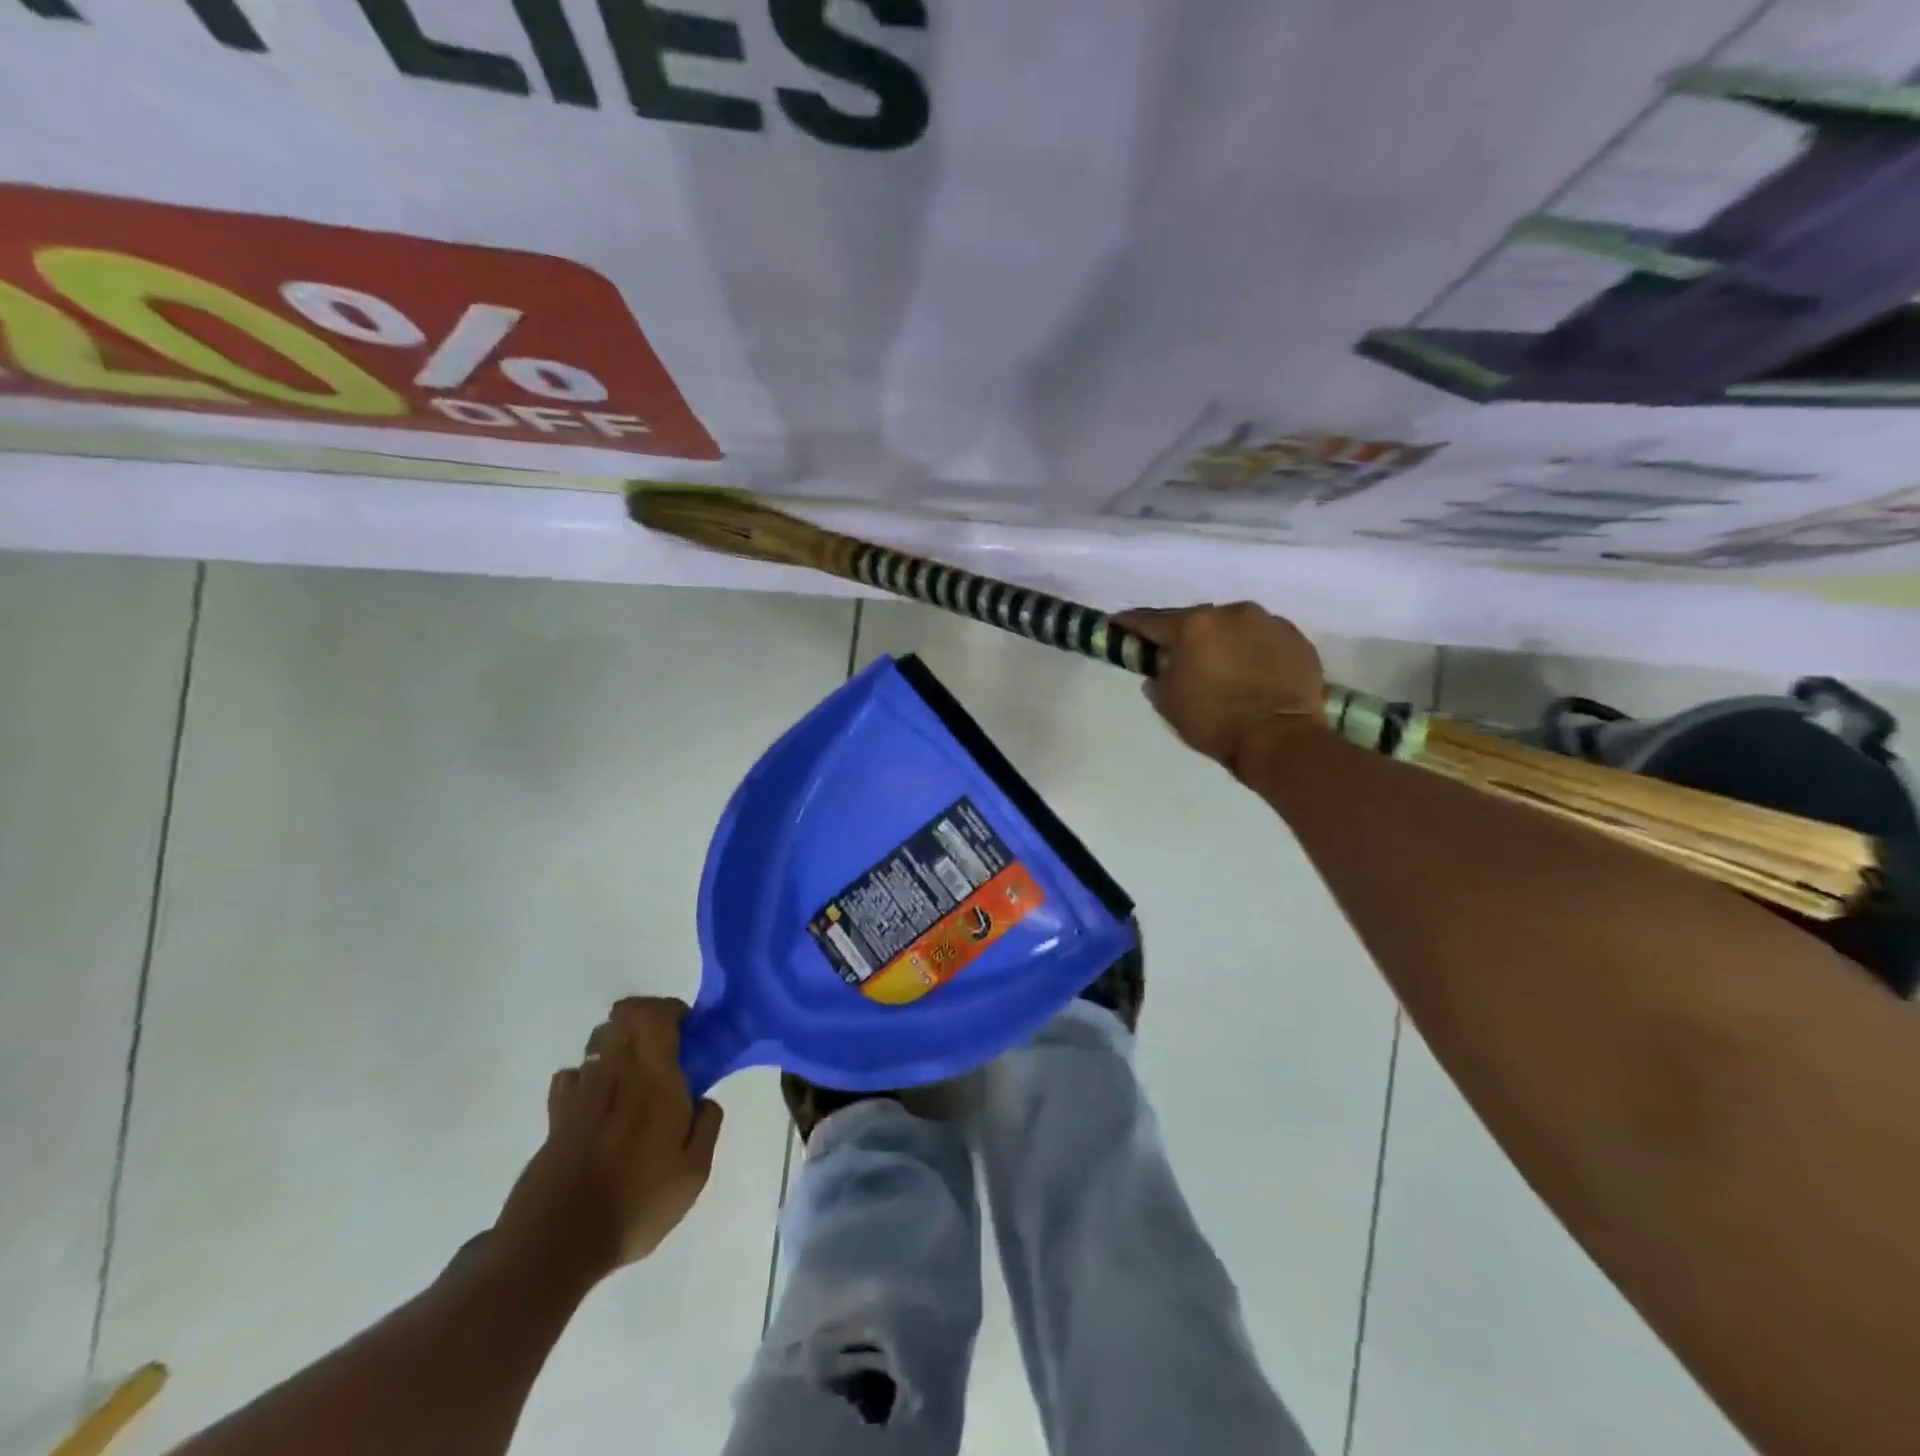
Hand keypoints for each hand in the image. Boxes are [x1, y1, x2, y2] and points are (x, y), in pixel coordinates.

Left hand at [494, 997, 723, 1282]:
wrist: (556, 1242)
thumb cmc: (635, 1203)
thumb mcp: (692, 1173)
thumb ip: (707, 1126)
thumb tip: (705, 1098)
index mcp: (656, 1078)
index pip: (658, 1014)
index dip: (673, 1009)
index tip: (689, 1030)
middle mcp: (618, 1072)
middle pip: (625, 1015)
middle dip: (646, 1016)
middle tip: (665, 1042)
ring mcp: (582, 1091)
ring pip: (599, 1039)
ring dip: (618, 1042)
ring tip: (633, 1071)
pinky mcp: (556, 1115)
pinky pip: (572, 1074)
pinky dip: (587, 1075)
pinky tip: (598, 1101)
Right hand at [1115, 603, 1326, 771]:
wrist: (1281, 739)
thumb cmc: (1215, 722)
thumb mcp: (1169, 704)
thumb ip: (1158, 679)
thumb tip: (1160, 670)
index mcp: (1194, 626)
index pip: (1152, 621)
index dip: (1131, 624)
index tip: (1119, 624)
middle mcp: (1231, 613)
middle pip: (1197, 620)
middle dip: (1185, 636)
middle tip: (1178, 655)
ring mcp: (1268, 622)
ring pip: (1233, 626)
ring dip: (1222, 640)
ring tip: (1221, 665)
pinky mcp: (1296, 639)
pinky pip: (1264, 639)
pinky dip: (1253, 650)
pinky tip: (1252, 672)